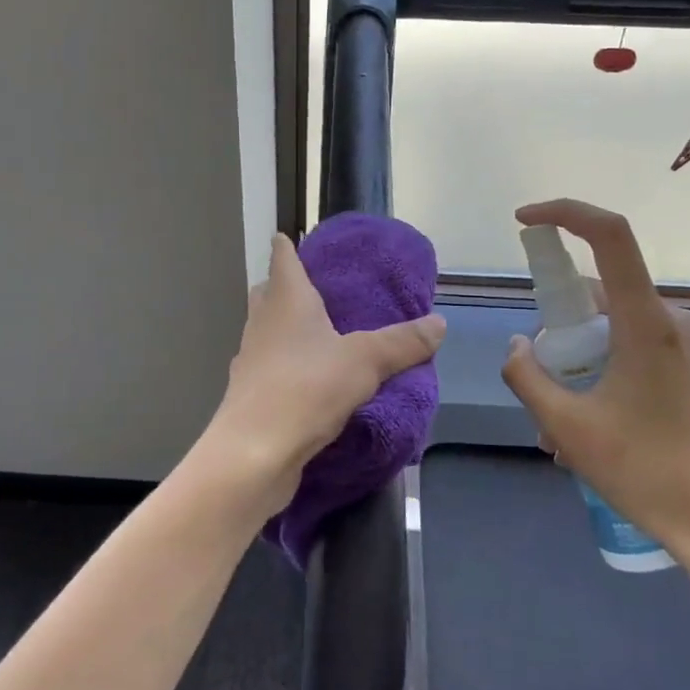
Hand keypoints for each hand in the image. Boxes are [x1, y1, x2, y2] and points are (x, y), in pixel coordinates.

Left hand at [205, 234, 445, 517]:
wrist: (254, 452)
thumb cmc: (306, 388)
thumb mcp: (366, 361)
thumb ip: (402, 342)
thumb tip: (439, 323)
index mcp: (286, 300)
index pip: (282, 258)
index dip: (287, 246)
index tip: (290, 237)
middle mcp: (262, 323)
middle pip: (268, 293)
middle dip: (285, 287)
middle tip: (315, 290)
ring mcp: (250, 360)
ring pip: (266, 332)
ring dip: (285, 329)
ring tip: (318, 337)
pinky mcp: (249, 394)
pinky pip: (269, 368)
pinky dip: (285, 366)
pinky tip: (309, 382)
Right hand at [499, 200, 689, 559]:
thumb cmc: (644, 471)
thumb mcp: (565, 426)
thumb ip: (526, 375)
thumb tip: (519, 345)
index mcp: (646, 322)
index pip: (609, 236)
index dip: (564, 213)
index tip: (525, 221)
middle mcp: (672, 320)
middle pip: (599, 293)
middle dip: (558, 328)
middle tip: (540, 383)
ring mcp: (687, 344)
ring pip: (612, 327)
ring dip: (577, 361)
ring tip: (559, 427)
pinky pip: (632, 348)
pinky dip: (600, 371)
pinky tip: (588, 428)